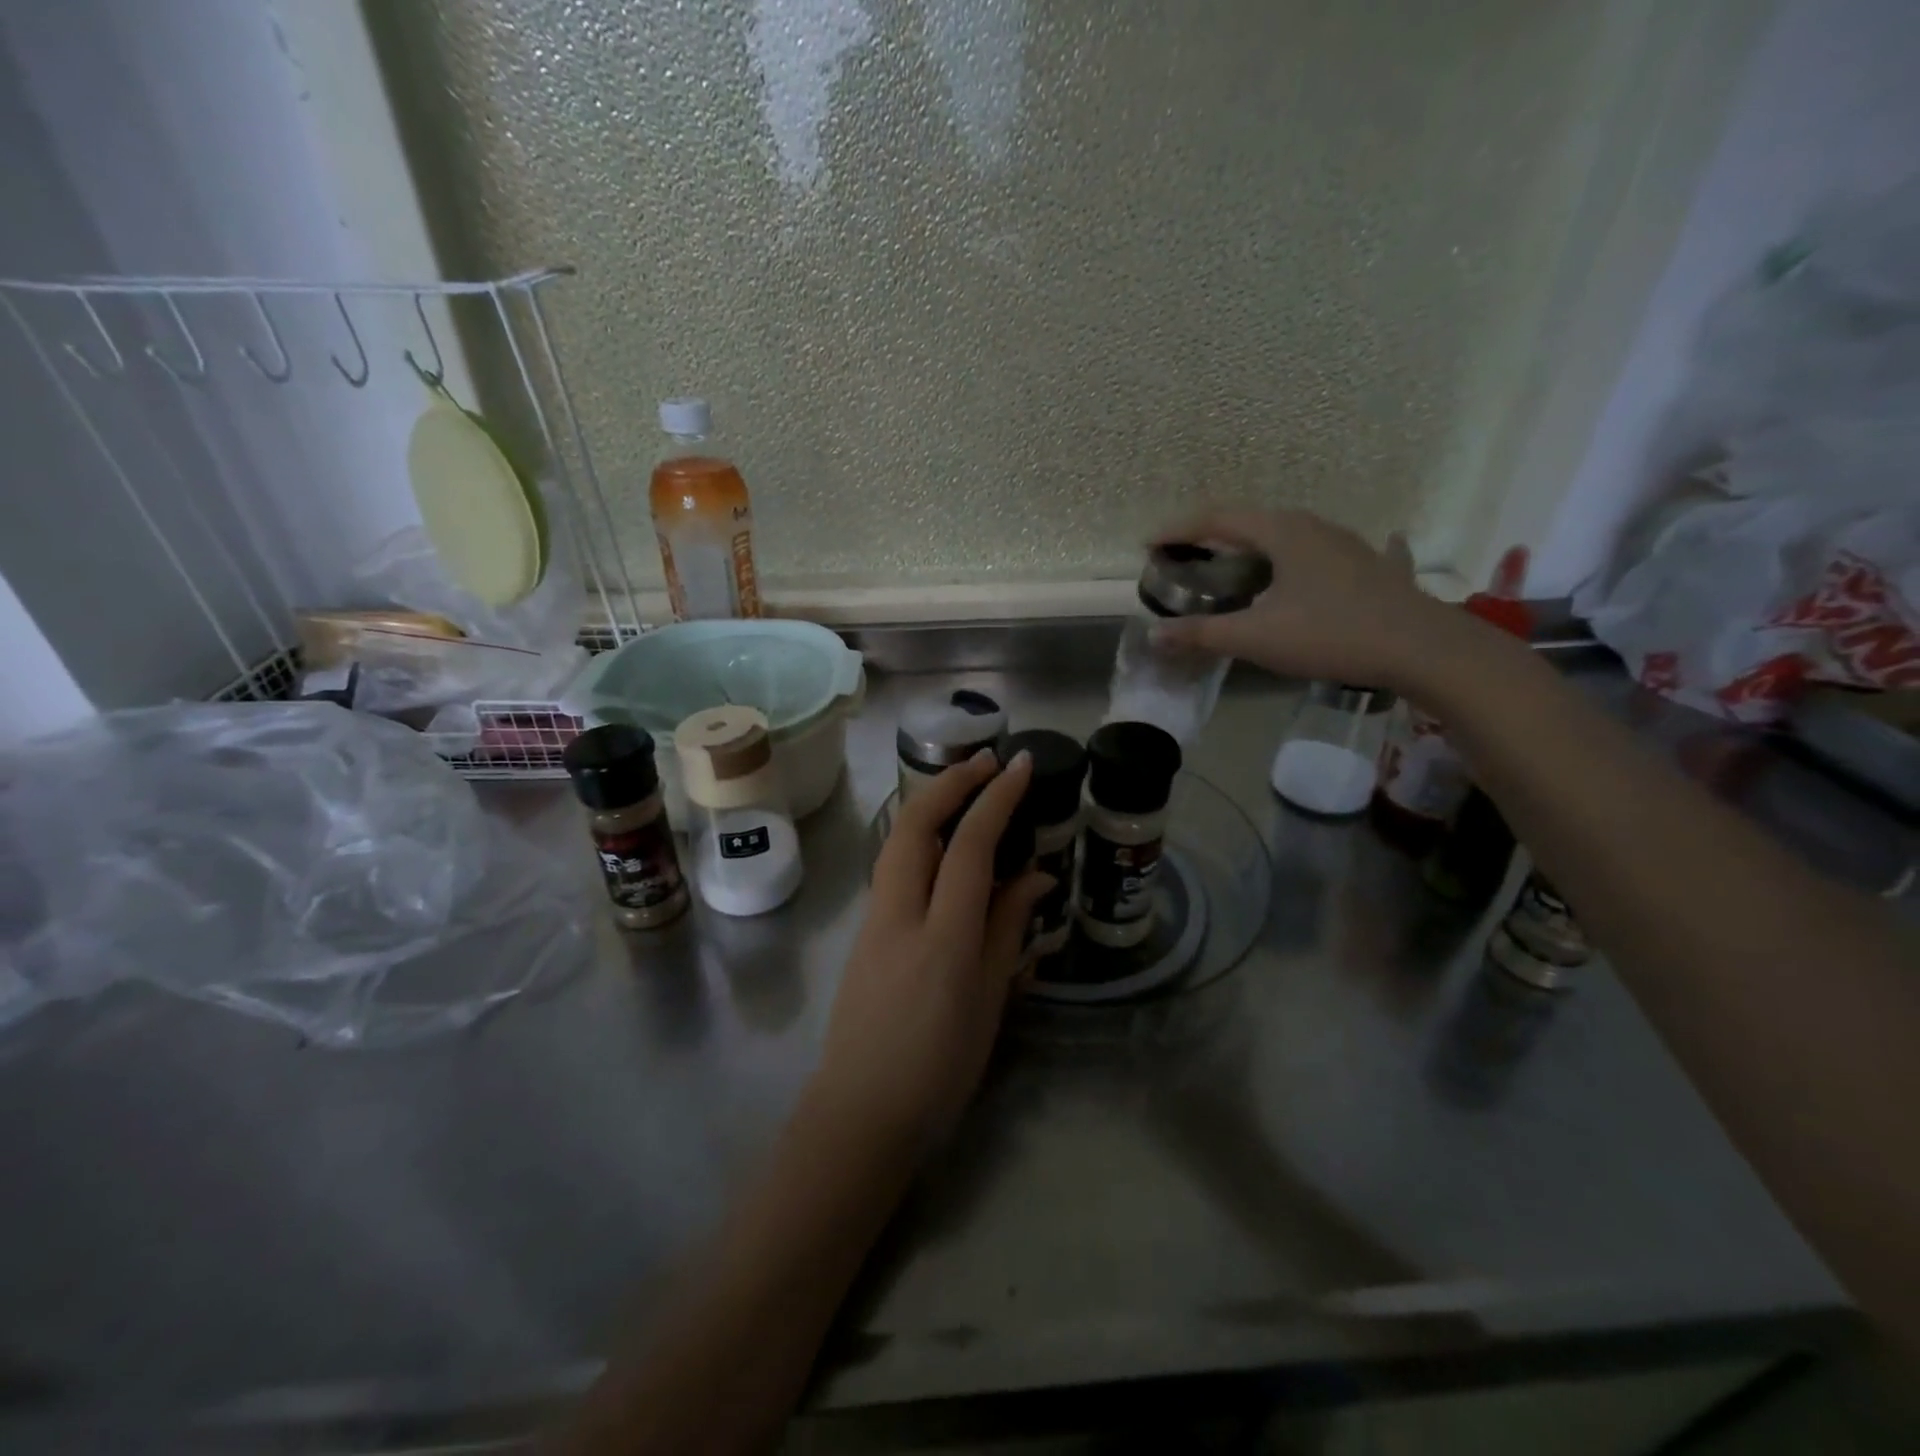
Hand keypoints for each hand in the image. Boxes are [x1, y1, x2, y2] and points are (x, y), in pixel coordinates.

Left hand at [808, 749, 1053, 1155]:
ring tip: (968, 790)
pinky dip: (920, 837)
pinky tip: (944, 844)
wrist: (860, 1113)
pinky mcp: (864, 930)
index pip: (968, 847)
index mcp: (943, 937)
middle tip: (987, 763)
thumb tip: (1035, 875)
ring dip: (931, 803)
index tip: (1019, 766)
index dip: (995, 799)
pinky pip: (893, 867)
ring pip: (897, 840)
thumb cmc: (939, 1069)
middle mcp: (900, 914)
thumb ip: (1008, 929)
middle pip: (915, 824)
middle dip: (950, 782)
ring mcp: (873, 919)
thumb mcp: (989, 1001)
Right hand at [1149, 506, 1459, 692]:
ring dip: (1255, 545)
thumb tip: (1154, 635)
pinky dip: (1306, 556)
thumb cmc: (1330, 634)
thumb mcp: (1256, 638)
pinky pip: (1325, 553)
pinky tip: (1323, 561)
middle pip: (1251, 522)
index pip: (1217, 519)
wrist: (1421, 648)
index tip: (1149, 545)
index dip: (1179, 529)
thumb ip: (1202, 634)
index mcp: (1281, 532)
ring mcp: (1346, 544)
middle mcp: (1312, 526)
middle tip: (1186, 556)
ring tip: (1234, 565)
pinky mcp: (1369, 566)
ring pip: (1288, 534)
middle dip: (1213, 536)